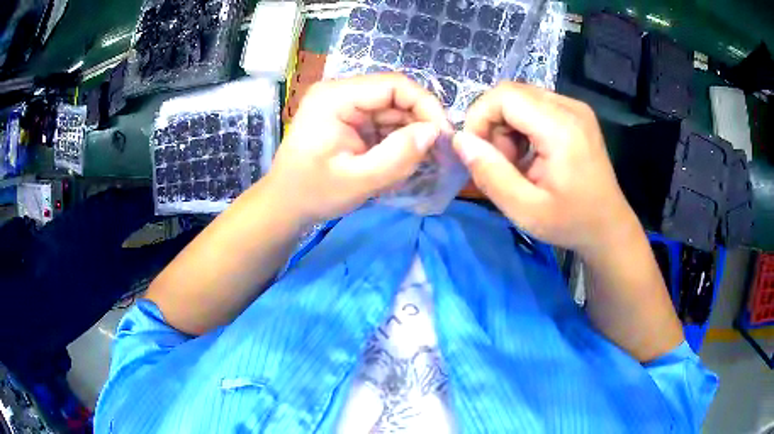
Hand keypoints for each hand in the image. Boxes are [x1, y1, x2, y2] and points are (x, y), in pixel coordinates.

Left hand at [266, 74, 450, 224]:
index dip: (426, 105)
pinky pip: (382, 122)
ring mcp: (344, 105)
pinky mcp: (348, 119)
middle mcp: (340, 92)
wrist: (284, 205)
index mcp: (336, 97)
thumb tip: (434, 133)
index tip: (443, 136)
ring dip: (410, 133)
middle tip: (439, 154)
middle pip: (394, 96)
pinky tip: (404, 160)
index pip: (394, 85)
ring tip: (424, 161)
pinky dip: (397, 140)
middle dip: (420, 122)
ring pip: (392, 110)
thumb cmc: (313, 193)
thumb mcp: (358, 180)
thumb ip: (398, 156)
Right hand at [453, 82, 639, 254]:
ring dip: (507, 126)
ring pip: (521, 98)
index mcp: (561, 128)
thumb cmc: (571, 223)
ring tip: (518, 162)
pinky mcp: (576, 113)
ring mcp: (575, 107)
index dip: (479, 118)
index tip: (478, 153)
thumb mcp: (525, 210)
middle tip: (502, 163)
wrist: (609, 226)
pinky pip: (536, 105)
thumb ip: (490, 174)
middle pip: (511, 93)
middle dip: (493, 124)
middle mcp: (570, 107)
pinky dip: (523, 126)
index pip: (504, 96)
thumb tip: (460, 141)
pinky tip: (532, 154)